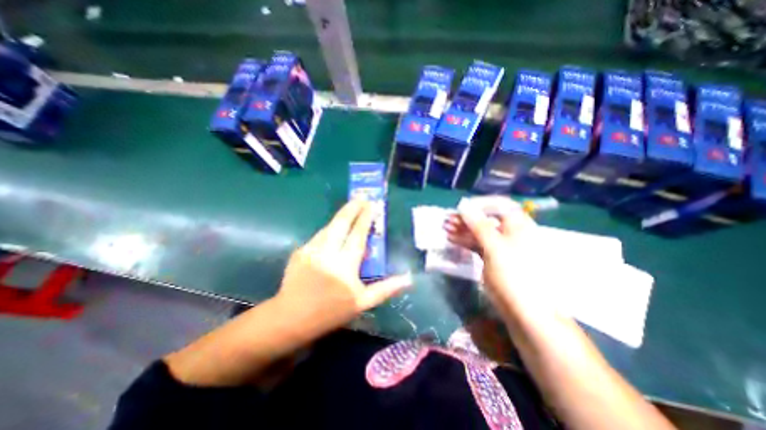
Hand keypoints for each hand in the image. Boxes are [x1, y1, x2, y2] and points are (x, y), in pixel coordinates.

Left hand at [272, 199, 409, 337]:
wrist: (291, 318)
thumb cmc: (331, 312)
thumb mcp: (363, 303)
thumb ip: (386, 289)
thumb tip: (408, 279)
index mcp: (345, 266)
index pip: (358, 235)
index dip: (366, 218)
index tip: (373, 205)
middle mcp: (327, 253)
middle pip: (341, 223)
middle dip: (353, 207)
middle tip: (362, 196)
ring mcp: (311, 250)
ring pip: (329, 226)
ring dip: (341, 216)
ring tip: (351, 208)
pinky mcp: (300, 251)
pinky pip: (320, 235)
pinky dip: (331, 229)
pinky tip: (336, 229)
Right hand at [440, 198, 540, 312]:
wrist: (527, 314)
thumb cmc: (514, 276)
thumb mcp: (495, 247)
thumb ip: (478, 225)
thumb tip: (463, 205)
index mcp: (518, 225)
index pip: (499, 205)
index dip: (480, 204)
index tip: (461, 208)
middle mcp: (511, 233)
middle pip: (487, 218)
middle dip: (466, 218)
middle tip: (447, 219)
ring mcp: (502, 247)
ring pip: (480, 232)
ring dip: (463, 229)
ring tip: (445, 228)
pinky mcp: (494, 259)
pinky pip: (478, 244)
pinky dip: (466, 241)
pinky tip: (452, 239)